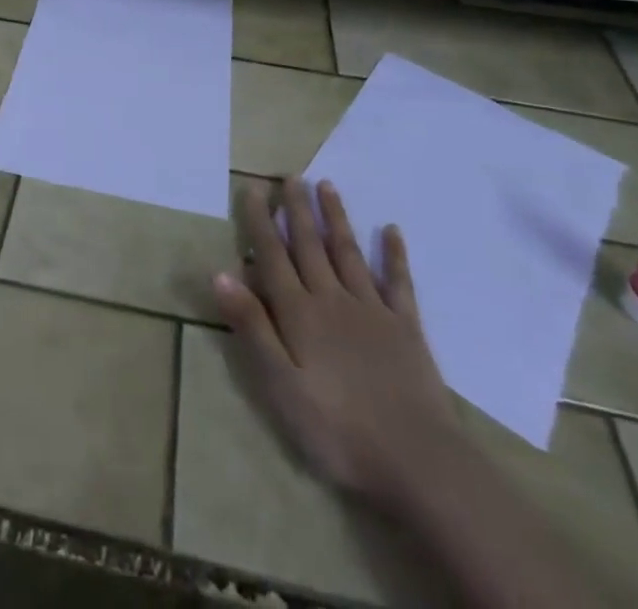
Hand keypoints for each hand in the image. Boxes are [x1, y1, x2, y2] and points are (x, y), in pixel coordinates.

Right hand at [214, 177, 457, 505]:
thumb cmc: (338, 429)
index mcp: (299, 313)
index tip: (253, 188)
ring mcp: (372, 310)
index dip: (261, 222)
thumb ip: (252, 327)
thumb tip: (219, 273)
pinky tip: (391, 230)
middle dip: (297, 209)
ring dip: (336, 218)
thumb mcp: (280, 385)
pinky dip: (393, 255)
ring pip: (348, 252)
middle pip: (310, 245)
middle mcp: (333, 299)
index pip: (273, 256)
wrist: (418, 461)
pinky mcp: (406, 327)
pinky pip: (398, 282)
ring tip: (326, 185)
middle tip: (290, 175)